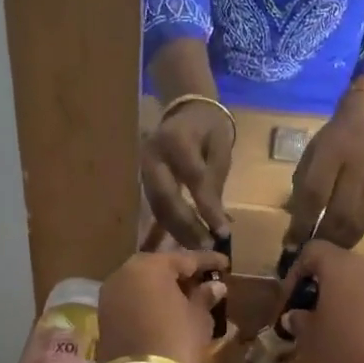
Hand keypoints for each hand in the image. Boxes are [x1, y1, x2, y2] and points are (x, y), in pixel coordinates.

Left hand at [96, 249, 228, 362]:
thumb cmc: (176, 342)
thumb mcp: (198, 318)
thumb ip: (205, 297)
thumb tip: (214, 286)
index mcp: (150, 265)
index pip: (185, 258)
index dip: (208, 261)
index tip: (225, 263)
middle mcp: (124, 273)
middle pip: (159, 268)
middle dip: (182, 273)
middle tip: (204, 280)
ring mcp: (110, 295)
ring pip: (143, 284)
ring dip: (164, 288)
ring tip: (188, 297)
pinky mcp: (104, 316)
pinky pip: (133, 300)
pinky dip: (150, 302)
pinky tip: (167, 311)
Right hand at [141, 102, 234, 248]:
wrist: (185, 112)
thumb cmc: (208, 131)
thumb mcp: (220, 150)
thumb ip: (215, 183)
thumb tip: (218, 223)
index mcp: (175, 139)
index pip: (193, 179)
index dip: (207, 207)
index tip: (222, 233)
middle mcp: (152, 155)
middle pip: (167, 197)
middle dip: (187, 226)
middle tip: (206, 248)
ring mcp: (141, 169)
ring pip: (158, 207)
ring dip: (177, 231)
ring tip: (197, 250)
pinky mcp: (141, 181)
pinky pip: (154, 208)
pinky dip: (169, 227)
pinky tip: (184, 241)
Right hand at [277, 241, 363, 362]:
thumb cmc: (343, 353)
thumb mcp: (309, 339)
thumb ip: (299, 320)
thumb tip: (297, 315)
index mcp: (342, 266)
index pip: (313, 251)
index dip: (296, 272)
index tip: (289, 299)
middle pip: (340, 265)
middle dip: (321, 285)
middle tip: (309, 313)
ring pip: (361, 283)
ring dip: (344, 298)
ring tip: (331, 328)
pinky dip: (363, 311)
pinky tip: (356, 339)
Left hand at [284, 83, 363, 248]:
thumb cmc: (333, 140)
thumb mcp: (312, 155)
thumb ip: (303, 187)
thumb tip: (296, 226)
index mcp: (330, 151)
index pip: (314, 193)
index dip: (302, 222)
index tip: (291, 243)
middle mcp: (355, 165)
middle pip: (338, 213)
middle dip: (321, 238)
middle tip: (308, 254)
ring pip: (357, 222)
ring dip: (338, 243)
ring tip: (324, 255)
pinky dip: (354, 237)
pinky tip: (343, 245)